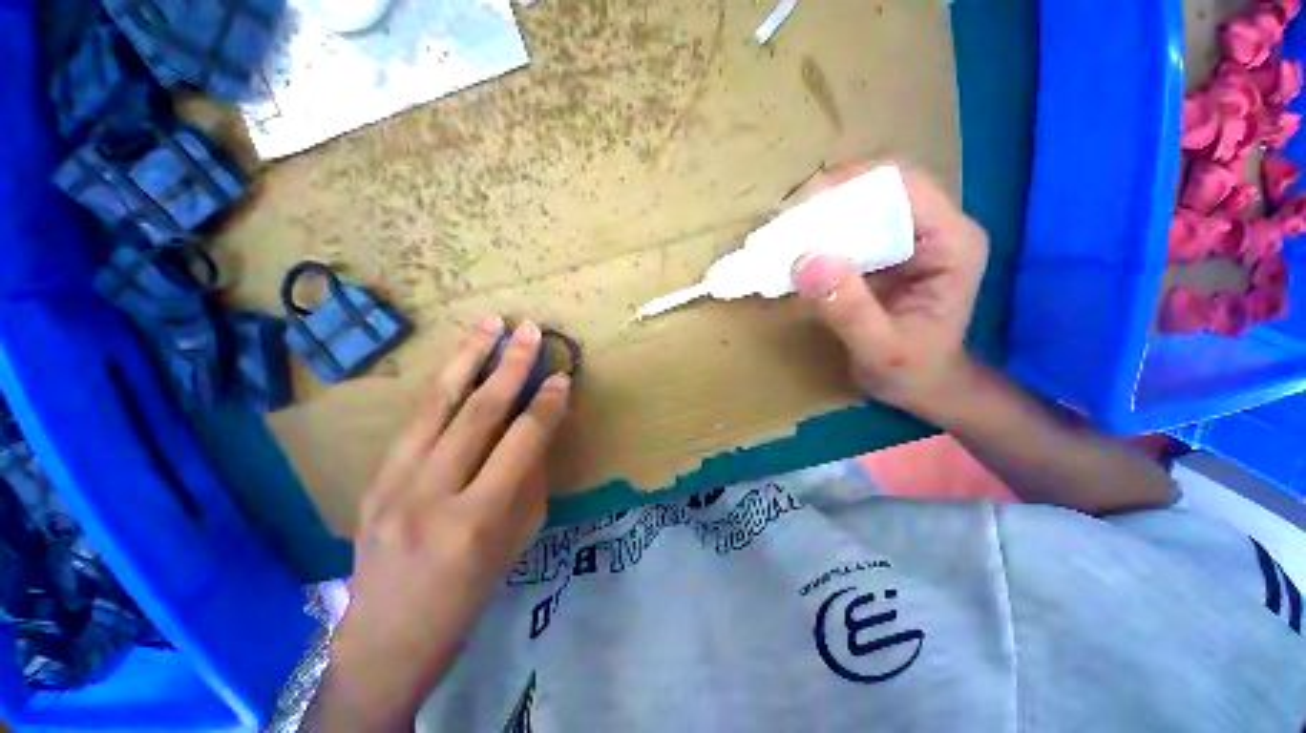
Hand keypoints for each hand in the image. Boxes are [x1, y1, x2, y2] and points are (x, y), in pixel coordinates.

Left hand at [315, 317, 570, 729]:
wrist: (387, 636)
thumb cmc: (469, 593)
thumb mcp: (517, 540)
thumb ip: (529, 478)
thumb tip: (539, 427)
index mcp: (477, 519)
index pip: (522, 442)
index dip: (546, 404)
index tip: (563, 376)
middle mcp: (432, 493)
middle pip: (478, 412)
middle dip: (510, 365)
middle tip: (529, 331)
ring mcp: (393, 482)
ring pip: (437, 403)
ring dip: (468, 357)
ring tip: (489, 323)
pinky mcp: (374, 476)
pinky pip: (416, 418)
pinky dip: (444, 384)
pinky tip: (460, 361)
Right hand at [791, 162, 988, 420]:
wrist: (923, 386)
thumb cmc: (911, 372)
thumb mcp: (880, 350)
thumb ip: (849, 310)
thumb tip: (806, 260)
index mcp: (951, 243)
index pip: (902, 186)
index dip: (849, 187)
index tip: (799, 212)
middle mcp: (933, 229)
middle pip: (877, 188)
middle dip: (827, 202)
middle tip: (782, 228)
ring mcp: (909, 238)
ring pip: (860, 204)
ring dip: (818, 217)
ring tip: (782, 238)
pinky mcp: (885, 252)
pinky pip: (848, 229)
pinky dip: (818, 236)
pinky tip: (795, 252)